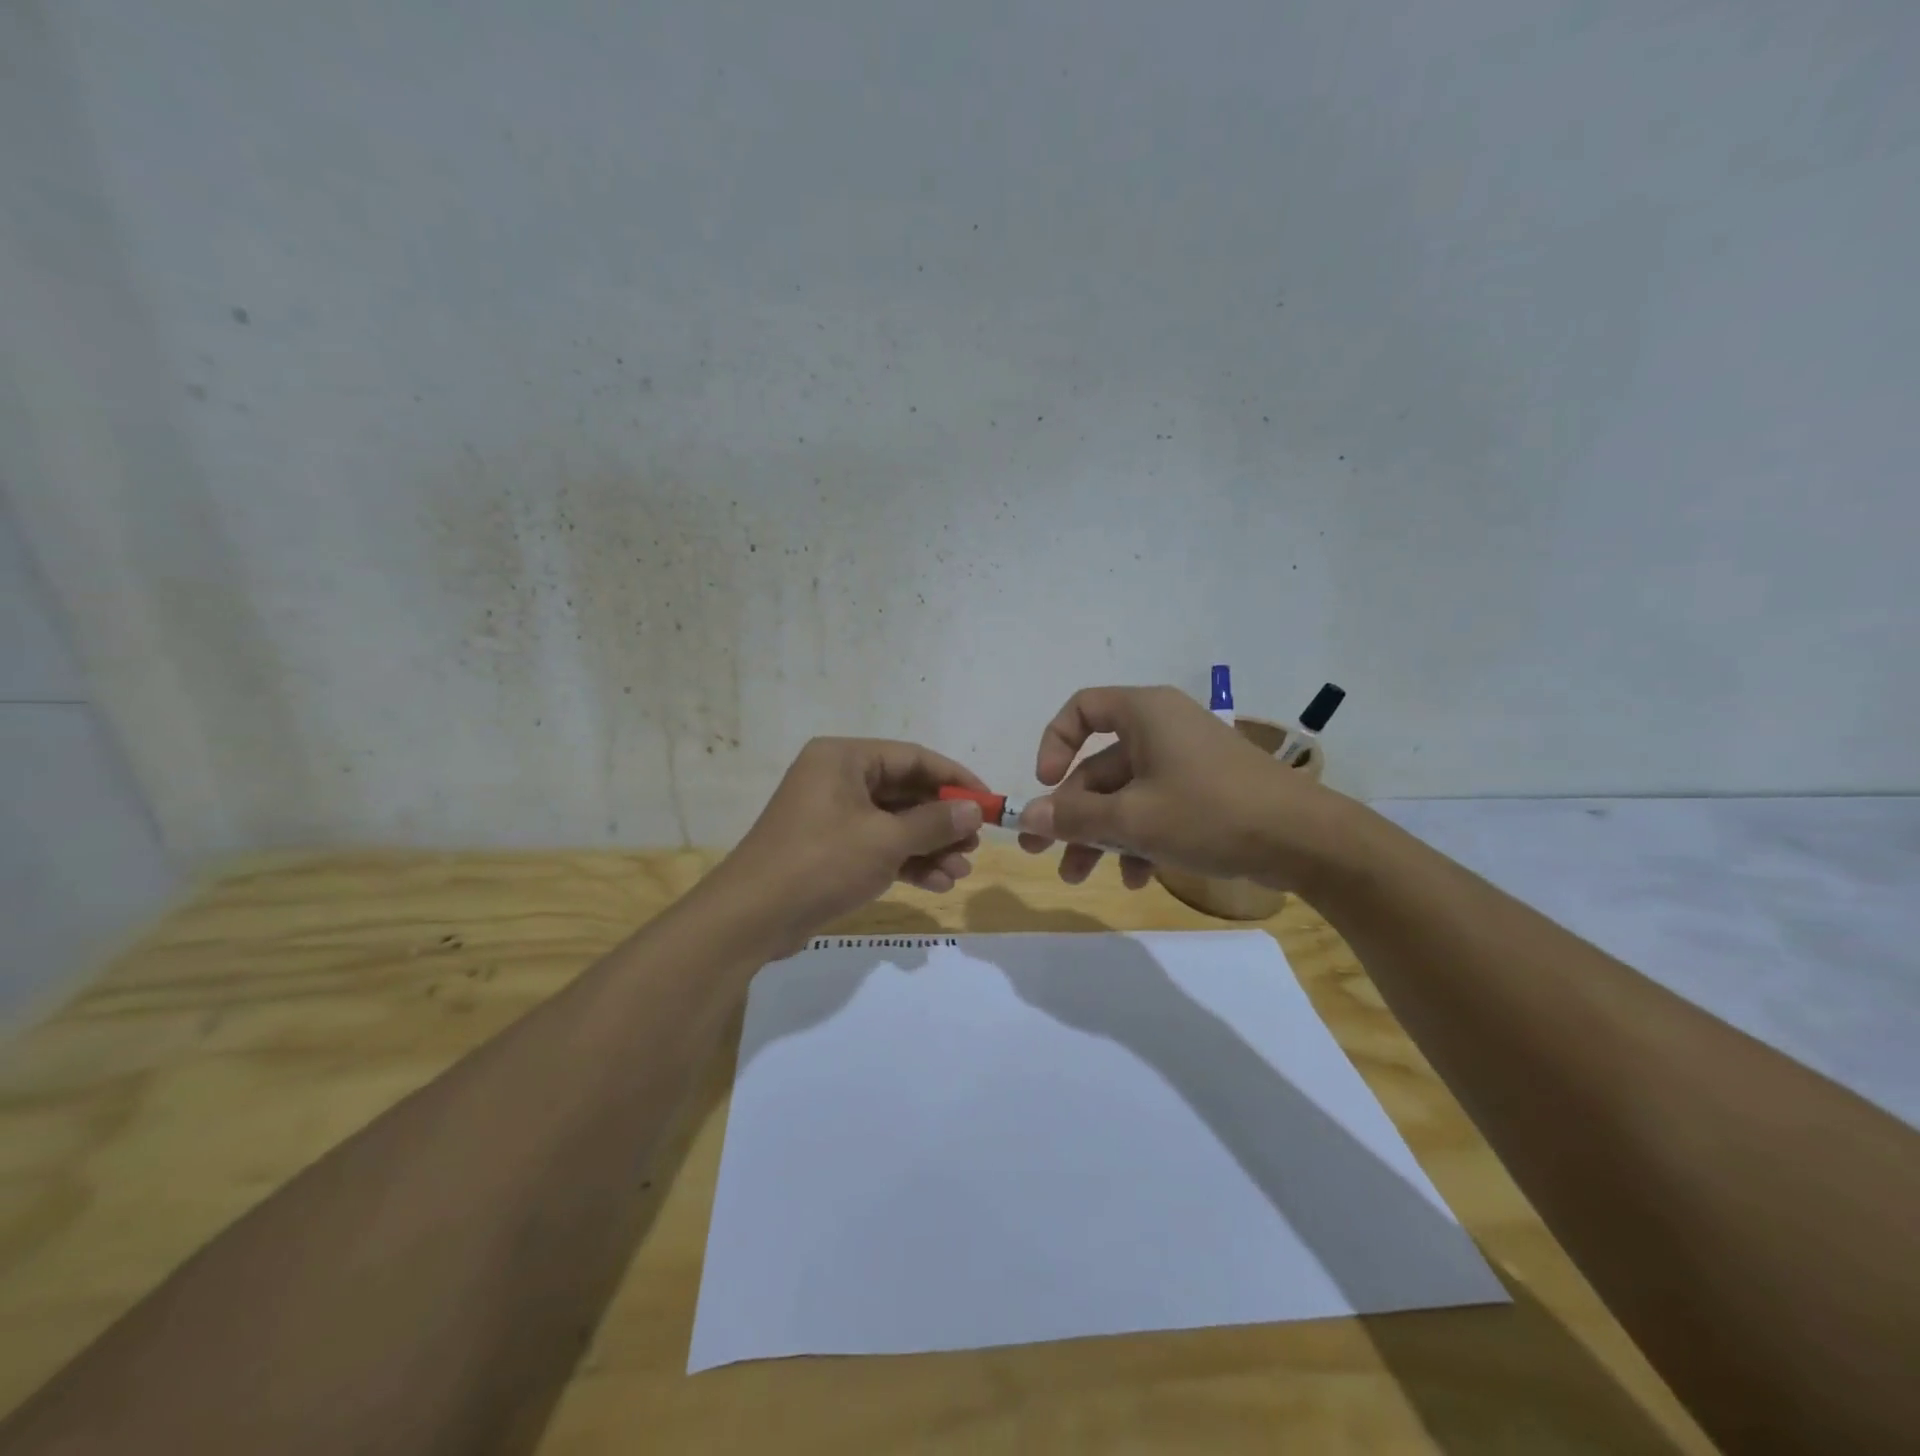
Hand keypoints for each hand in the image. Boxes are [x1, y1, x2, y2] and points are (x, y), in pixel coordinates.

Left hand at [710, 737, 987, 943]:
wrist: (752, 917)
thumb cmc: (821, 862)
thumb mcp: (885, 840)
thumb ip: (934, 823)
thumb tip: (974, 810)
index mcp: (845, 758)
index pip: (913, 758)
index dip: (955, 780)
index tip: (988, 802)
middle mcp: (838, 779)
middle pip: (905, 792)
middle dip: (943, 821)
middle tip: (975, 844)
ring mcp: (832, 816)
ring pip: (894, 823)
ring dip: (929, 847)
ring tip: (960, 872)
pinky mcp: (830, 850)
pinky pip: (878, 846)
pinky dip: (906, 862)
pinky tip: (937, 884)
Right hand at [1016, 685, 1349, 891]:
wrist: (1305, 840)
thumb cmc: (1209, 813)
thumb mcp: (1132, 819)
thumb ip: (1075, 817)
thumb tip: (1028, 816)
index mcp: (1145, 714)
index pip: (1082, 709)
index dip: (1054, 744)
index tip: (1046, 786)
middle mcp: (1163, 729)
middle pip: (1099, 766)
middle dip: (1071, 813)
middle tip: (1041, 852)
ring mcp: (1186, 762)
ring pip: (1126, 794)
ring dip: (1100, 835)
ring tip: (1079, 877)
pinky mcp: (1205, 792)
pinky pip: (1156, 808)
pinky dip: (1138, 839)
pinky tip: (1135, 879)